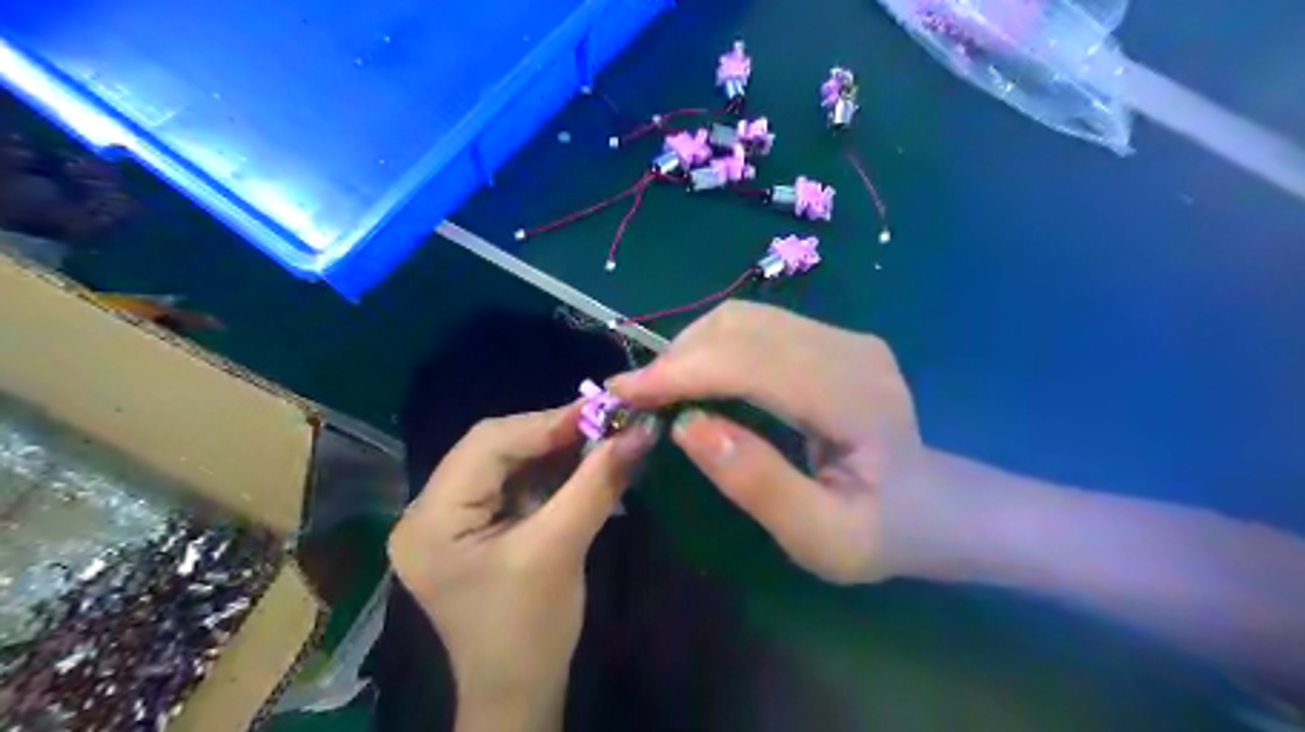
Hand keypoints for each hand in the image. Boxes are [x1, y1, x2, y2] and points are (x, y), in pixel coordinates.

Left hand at [383, 402, 652, 729]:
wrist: (520, 692)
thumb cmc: (530, 630)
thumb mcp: (563, 549)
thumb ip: (598, 483)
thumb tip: (641, 430)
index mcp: (431, 520)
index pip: (486, 446)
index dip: (546, 422)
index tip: (601, 410)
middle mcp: (428, 511)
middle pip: (493, 449)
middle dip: (551, 435)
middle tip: (604, 425)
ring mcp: (448, 519)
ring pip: (506, 462)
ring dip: (554, 450)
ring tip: (599, 440)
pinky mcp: (473, 527)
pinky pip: (512, 483)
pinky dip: (549, 471)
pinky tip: (581, 464)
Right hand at [608, 299, 943, 582]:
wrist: (934, 506)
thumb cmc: (880, 532)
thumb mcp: (822, 538)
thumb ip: (758, 484)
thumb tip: (684, 426)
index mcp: (857, 398)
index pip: (754, 363)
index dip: (682, 373)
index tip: (624, 395)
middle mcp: (850, 350)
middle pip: (743, 328)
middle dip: (677, 358)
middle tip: (635, 399)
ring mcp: (842, 336)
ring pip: (744, 318)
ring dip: (690, 349)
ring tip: (660, 391)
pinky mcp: (830, 337)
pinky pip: (756, 325)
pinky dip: (712, 347)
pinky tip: (697, 379)